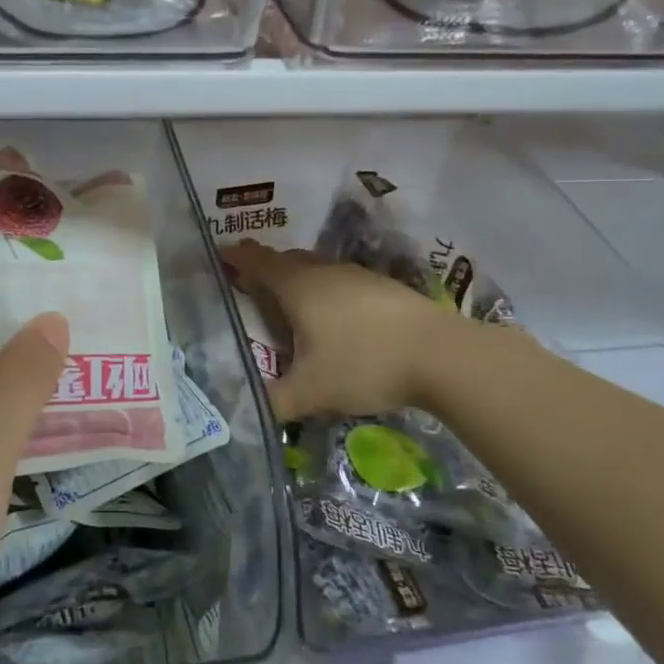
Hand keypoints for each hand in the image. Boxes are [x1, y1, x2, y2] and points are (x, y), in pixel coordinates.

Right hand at [223, 238, 463, 421]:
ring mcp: (358, 276)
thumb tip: (243, 410)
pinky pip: (342, 283)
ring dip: (300, 281)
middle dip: (267, 270)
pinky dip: (328, 293)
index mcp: (298, 287)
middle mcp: (325, 272)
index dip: (237, 258)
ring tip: (292, 307)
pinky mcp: (384, 288)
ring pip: (317, 270)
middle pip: (287, 262)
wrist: (443, 356)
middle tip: (251, 286)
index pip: (258, 262)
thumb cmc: (364, 364)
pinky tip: (336, 320)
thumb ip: (274, 400)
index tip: (220, 254)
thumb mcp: (311, 392)